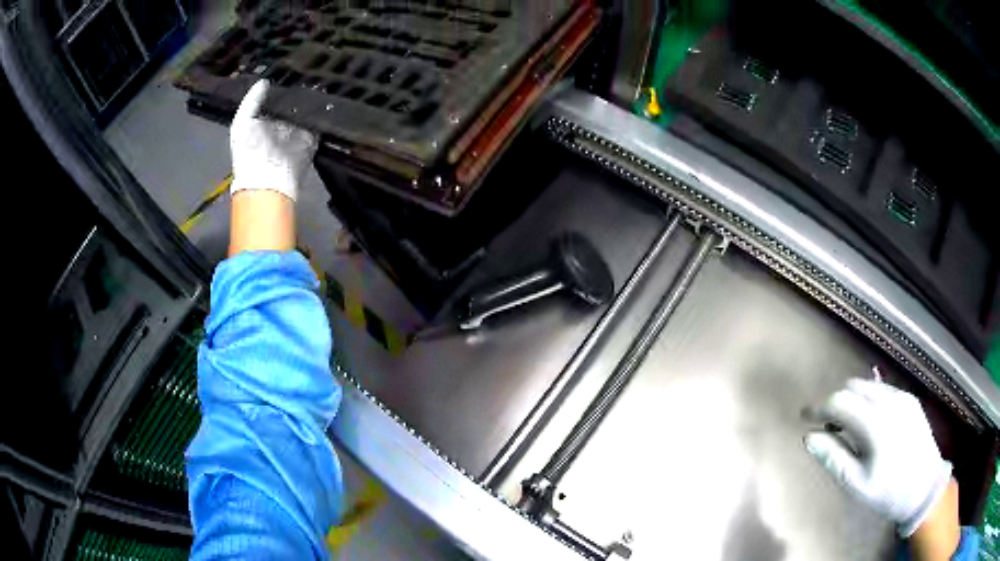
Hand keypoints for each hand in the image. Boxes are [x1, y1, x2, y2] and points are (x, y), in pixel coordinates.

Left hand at [230, 80, 316, 200]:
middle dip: (299, 91)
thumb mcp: (240, 123)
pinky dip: (322, 114)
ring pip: (308, 110)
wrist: (266, 180)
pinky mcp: (312, 140)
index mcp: (264, 121)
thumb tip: (264, 81)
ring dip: (312, 101)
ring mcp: (298, 133)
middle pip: (294, 102)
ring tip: (316, 84)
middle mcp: (282, 125)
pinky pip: (319, 123)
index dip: (282, 86)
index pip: (276, 99)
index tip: (289, 72)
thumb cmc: (248, 153)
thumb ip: (251, 101)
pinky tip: (323, 101)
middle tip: (305, 76)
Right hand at [804, 378, 952, 537]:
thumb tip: (809, 437)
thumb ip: (833, 457)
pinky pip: (883, 391)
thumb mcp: (855, 483)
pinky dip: (869, 401)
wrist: (923, 487)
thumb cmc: (887, 492)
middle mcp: (889, 403)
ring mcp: (902, 398)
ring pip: (868, 387)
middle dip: (836, 403)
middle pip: (853, 388)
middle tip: (827, 428)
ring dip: (852, 400)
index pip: (840, 402)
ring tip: (847, 427)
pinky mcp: (910, 400)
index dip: (819, 407)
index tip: (804, 417)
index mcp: (875, 425)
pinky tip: (869, 424)